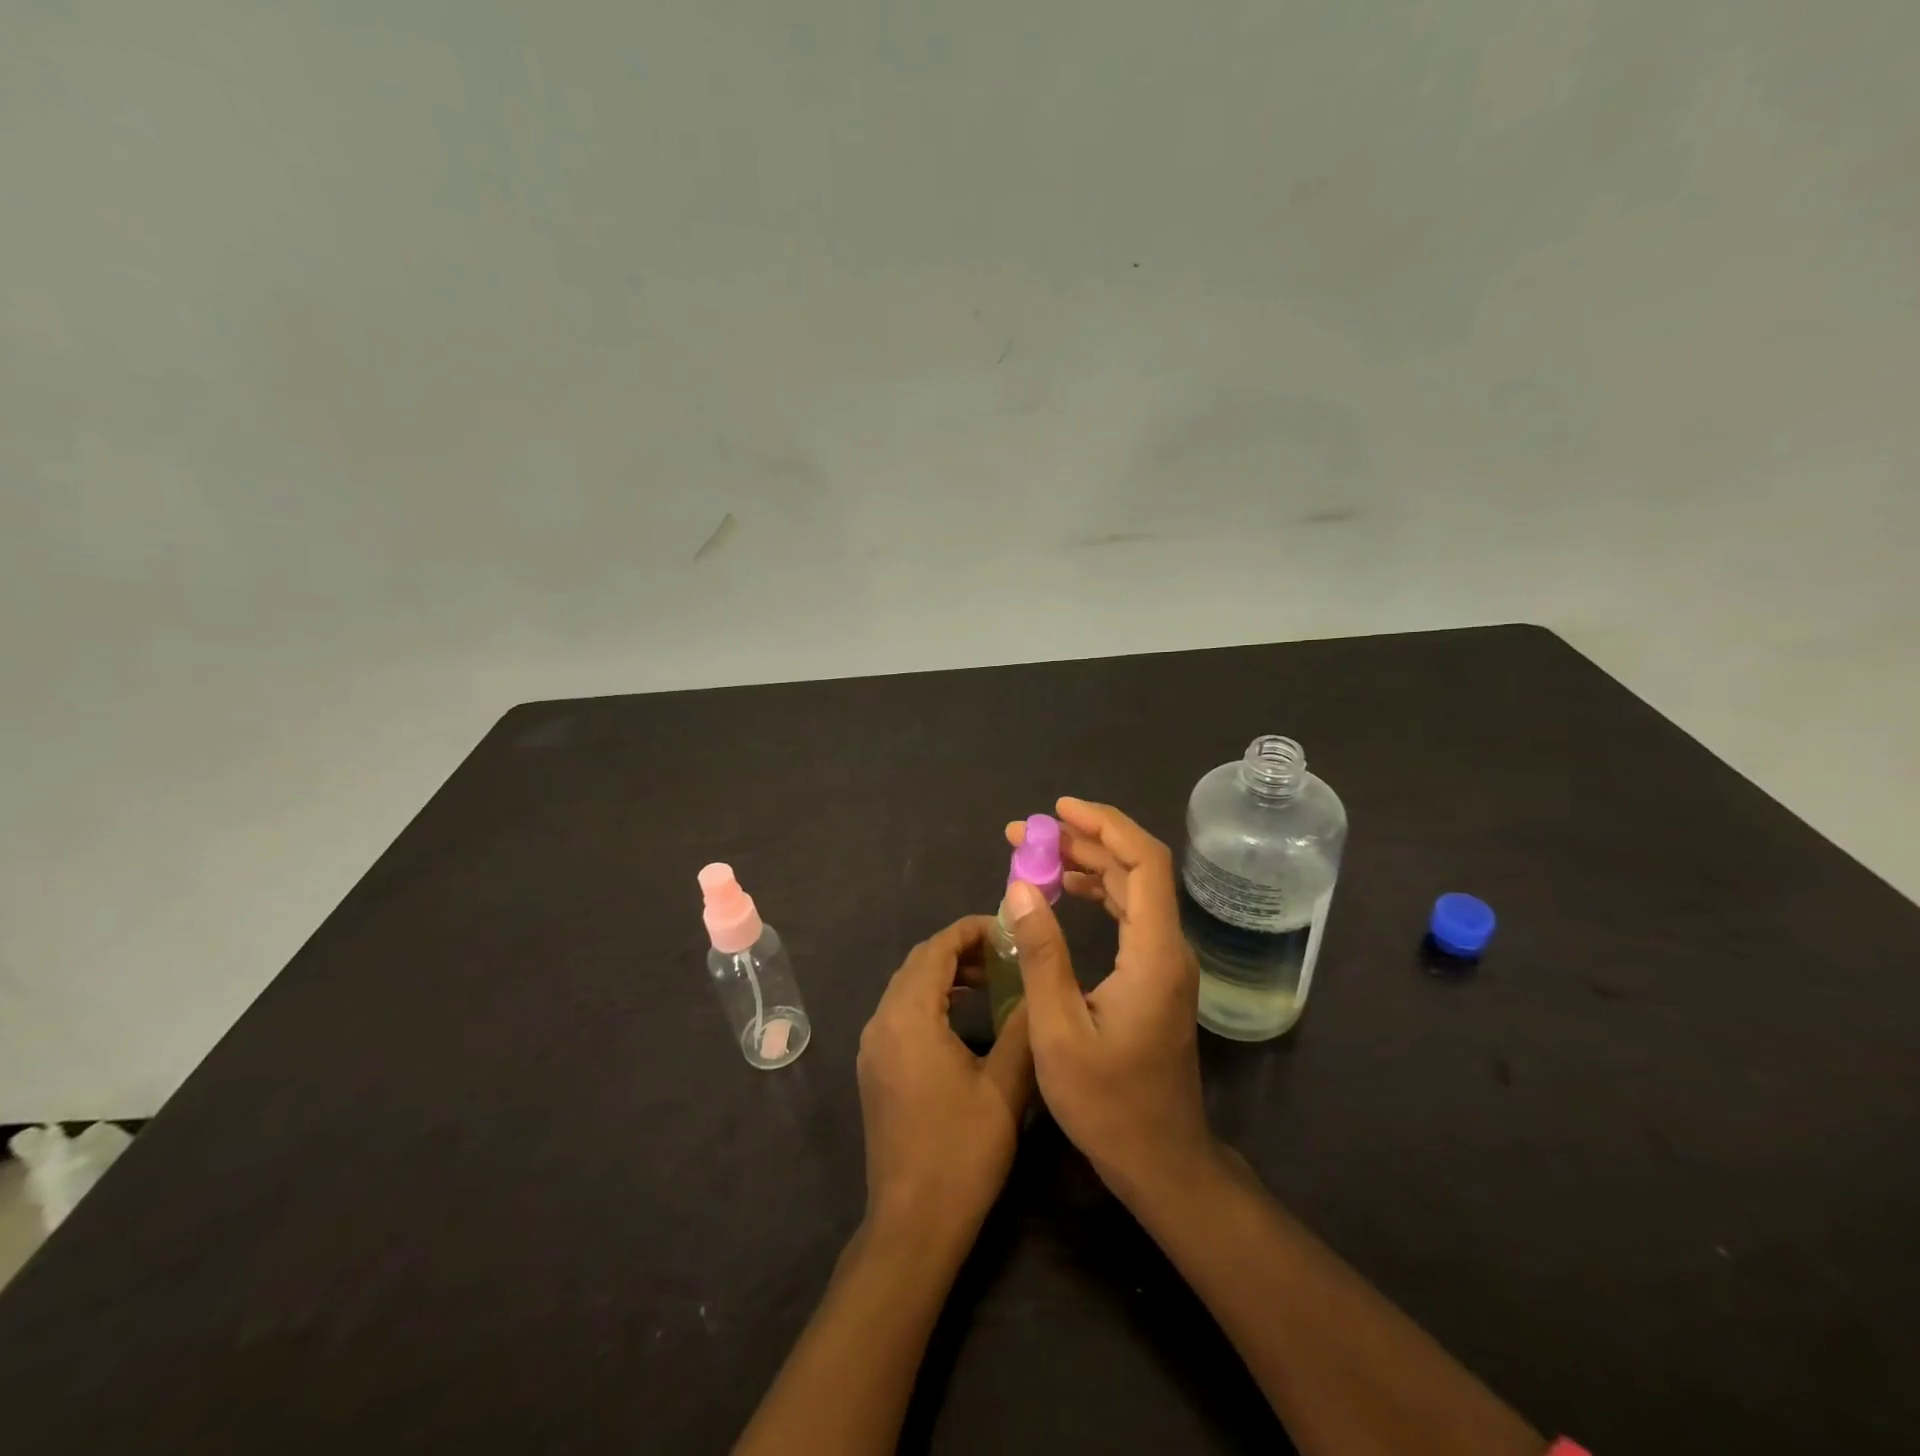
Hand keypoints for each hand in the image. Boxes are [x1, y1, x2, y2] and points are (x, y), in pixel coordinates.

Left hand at [856, 916, 1034, 1244]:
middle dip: (960, 949)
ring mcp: (873, 1046)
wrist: (912, 1224)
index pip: (936, 949)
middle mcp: (882, 1021)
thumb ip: (1023, 1028)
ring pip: (907, 986)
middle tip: (1005, 953)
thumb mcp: (1005, 1087)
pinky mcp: (874, 1067)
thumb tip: (1041, 986)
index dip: (971, 931)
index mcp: (909, 1017)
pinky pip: (901, 1011)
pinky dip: (931, 998)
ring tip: (991, 979)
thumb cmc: (961, 1152)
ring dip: (945, 974)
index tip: (1008, 930)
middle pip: (918, 963)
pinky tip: (963, 1015)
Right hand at [1003, 800, 1215, 1201]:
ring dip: (1088, 864)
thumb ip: (1042, 953)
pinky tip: (1064, 892)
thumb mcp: (1058, 1030)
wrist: (1160, 1161)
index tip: (1059, 810)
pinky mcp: (1155, 976)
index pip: (1144, 863)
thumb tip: (1021, 886)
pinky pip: (1129, 915)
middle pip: (1136, 869)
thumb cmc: (1108, 1103)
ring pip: (1132, 890)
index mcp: (1154, 954)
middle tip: (1026, 833)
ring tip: (1037, 853)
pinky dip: (1097, 893)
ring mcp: (1165, 962)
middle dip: (1083, 841)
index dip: (1105, 826)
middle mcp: (1168, 948)